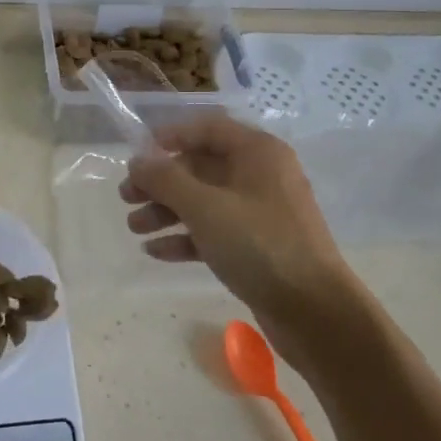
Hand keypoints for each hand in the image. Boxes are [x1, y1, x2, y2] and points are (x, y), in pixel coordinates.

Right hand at [120, 115, 363, 351]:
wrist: (314, 311)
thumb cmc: (259, 245)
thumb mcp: (205, 207)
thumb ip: (165, 180)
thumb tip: (137, 161)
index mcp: (258, 152)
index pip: (207, 128)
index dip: (171, 137)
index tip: (138, 155)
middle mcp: (261, 175)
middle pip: (202, 167)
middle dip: (161, 182)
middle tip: (126, 197)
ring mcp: (260, 212)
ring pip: (205, 201)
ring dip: (167, 211)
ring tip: (134, 228)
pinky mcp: (258, 246)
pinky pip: (214, 231)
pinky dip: (186, 237)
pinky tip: (155, 252)